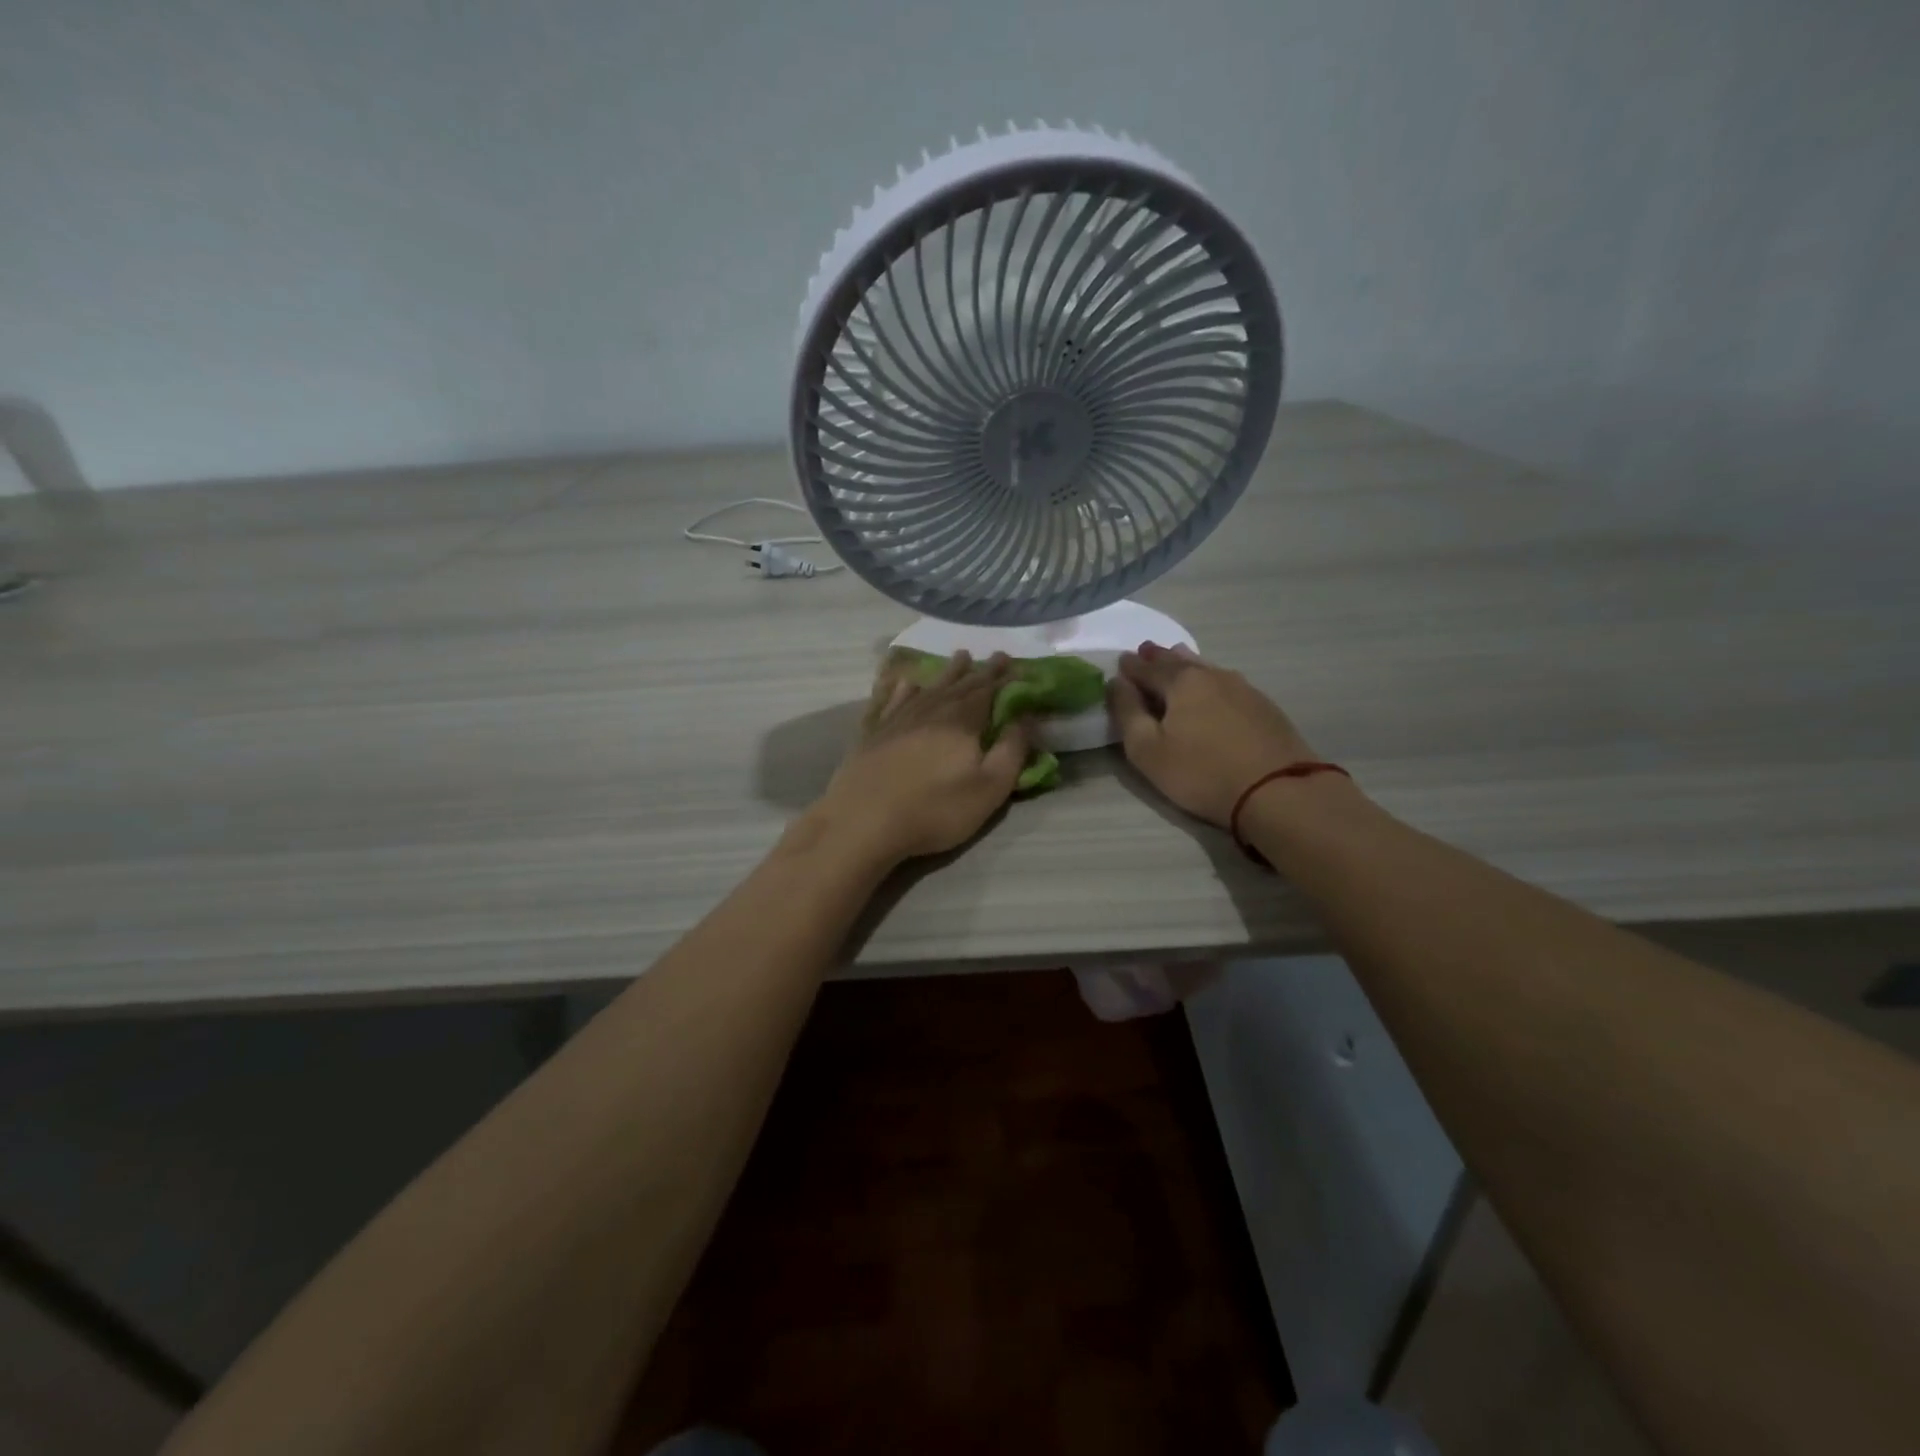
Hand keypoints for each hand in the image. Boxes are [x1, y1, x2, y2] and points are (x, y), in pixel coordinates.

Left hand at [810, 650, 1031, 864]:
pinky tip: (906, 683)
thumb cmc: (935, 809)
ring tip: (960, 656)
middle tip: (994, 655)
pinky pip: (892, 700)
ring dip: (947, 673)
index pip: (987, 691)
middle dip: (980, 670)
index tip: (1013, 662)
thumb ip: (1011, 751)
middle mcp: (930, 711)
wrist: (864, 820)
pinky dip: (903, 689)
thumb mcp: (989, 788)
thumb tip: (1026, 717)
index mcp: (961, 722)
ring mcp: (898, 719)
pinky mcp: (873, 733)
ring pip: (929, 687)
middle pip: (960, 685)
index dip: (1002, 677)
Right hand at [1108, 642, 1318, 827]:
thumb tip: (1116, 682)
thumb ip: (1127, 713)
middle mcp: (1211, 675)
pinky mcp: (1263, 706)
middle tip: (1144, 652)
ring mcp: (1242, 688)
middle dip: (1158, 658)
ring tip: (1176, 657)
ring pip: (1206, 668)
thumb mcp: (1147, 750)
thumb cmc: (1202, 772)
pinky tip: (1212, 684)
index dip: (1130, 667)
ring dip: (1186, 663)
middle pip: (1178, 661)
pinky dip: (1210, 678)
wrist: (1278, 790)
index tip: (1120, 663)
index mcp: (1180, 682)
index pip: (1147, 668)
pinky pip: (1226, 682)